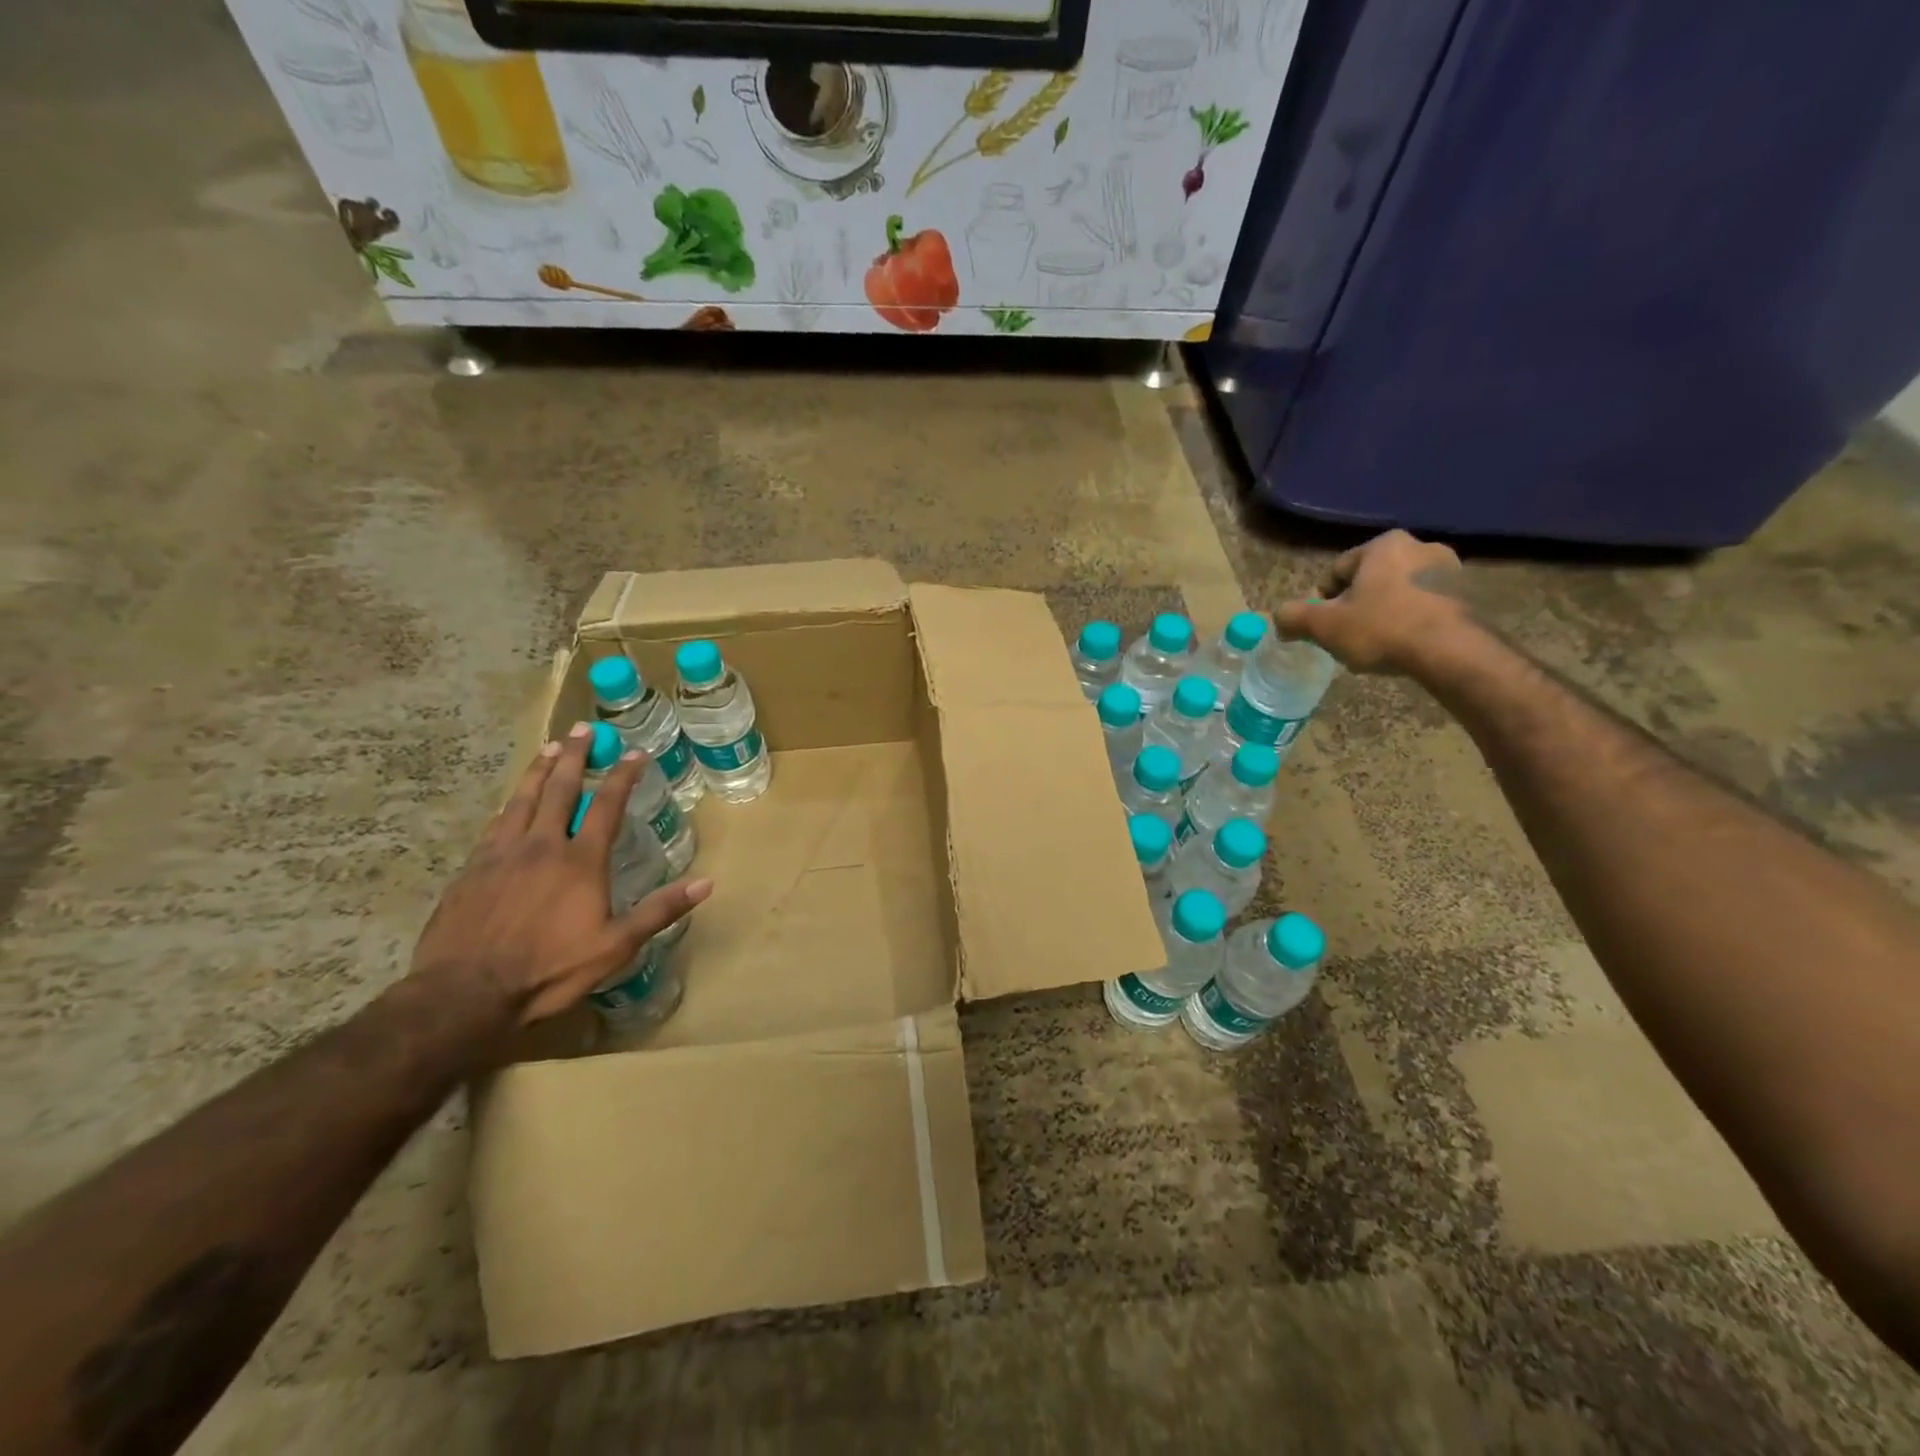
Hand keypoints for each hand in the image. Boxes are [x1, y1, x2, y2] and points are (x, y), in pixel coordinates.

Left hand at [409, 722, 712, 1023]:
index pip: (606, 805)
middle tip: (583, 730)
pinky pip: (495, 824)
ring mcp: (501, 854)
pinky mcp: (472, 869)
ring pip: (522, 798)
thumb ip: (659, 910)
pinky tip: (509, 802)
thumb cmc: (549, 969)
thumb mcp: (615, 946)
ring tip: (549, 748)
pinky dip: (509, 804)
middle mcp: (541, 845)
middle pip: (559, 788)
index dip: (623, 776)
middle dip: (575, 756)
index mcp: (580, 861)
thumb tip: (706, 883)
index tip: (635, 753)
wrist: (465, 992)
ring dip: (539, 770)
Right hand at [1275, 529, 1468, 673]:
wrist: (1452, 652)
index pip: (1337, 571)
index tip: (1323, 627)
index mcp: (1384, 544)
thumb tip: (1279, 619)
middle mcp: (1420, 546)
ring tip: (1376, 647)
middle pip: (1369, 582)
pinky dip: (1410, 623)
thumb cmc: (1382, 629)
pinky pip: (1425, 607)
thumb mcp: (1324, 626)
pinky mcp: (1470, 595)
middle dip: (1355, 608)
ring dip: (1383, 616)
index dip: (1322, 602)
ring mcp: (1451, 570)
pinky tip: (1404, 648)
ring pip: (1397, 594)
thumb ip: (1294, 617)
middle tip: (1348, 638)